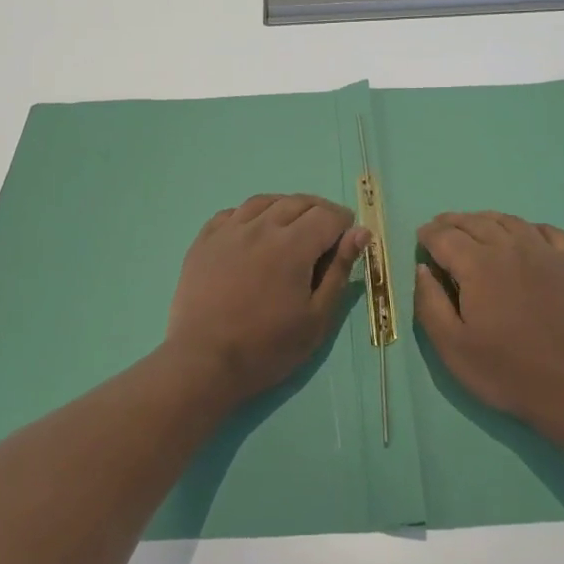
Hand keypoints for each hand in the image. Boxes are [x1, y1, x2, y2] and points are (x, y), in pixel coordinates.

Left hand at [164, 194, 368, 407]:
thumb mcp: (316, 317)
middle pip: (298, 202)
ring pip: (265, 201)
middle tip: (324, 237)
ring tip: (291, 229)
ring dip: (285, 208)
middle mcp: (261, 226)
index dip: (344, 224)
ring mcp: (229, 230)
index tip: (346, 242)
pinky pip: (232, 213)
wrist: (204, 362)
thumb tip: (360, 233)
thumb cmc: (268, 347)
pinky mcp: (204, 240)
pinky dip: (250, 216)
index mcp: (293, 244)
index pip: (328, 215)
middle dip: (319, 213)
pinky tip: (253, 233)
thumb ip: (339, 270)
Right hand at [414, 212, 563, 429]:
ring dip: (485, 220)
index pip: (444, 236)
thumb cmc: (506, 370)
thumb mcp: (452, 346)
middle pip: (474, 222)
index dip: (428, 234)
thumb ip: (429, 302)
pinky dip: (527, 227)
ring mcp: (544, 251)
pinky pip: (546, 230)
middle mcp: (509, 247)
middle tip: (440, 229)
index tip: (420, 239)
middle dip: (452, 222)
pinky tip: (523, 236)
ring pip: (508, 220)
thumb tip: (423, 269)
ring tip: (474, 228)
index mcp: (477, 264)